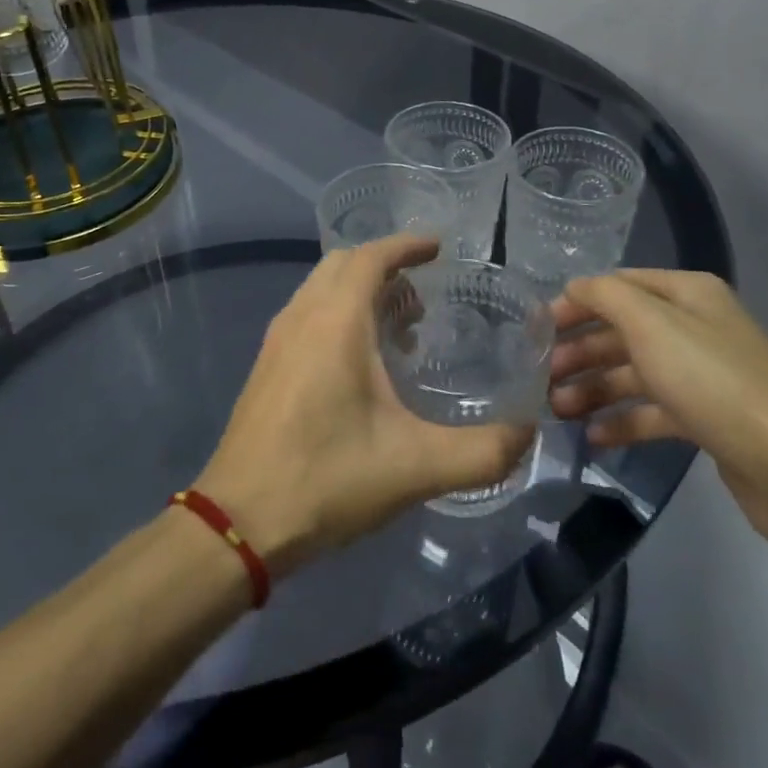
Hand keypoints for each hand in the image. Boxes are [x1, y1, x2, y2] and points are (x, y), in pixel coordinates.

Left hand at [197, 235, 534, 575]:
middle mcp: (301, 317)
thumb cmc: (327, 480)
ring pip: (321, 289)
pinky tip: (361, 366)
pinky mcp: (266, 366)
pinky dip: (338, 313)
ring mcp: (277, 340)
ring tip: (400, 332)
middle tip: (422, 299)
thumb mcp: (416, 468)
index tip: (438, 248)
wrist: (239, 522)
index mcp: (335, 323)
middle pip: (343, 264)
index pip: (371, 257)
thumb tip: (528, 433)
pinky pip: (307, 314)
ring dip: (360, 292)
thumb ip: (483, 452)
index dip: (406, 245)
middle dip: (385, 267)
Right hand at [549, 270, 767, 551]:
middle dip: (580, 352)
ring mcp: (703, 375)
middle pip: (624, 331)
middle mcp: (695, 327)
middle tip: (541, 378)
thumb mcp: (651, 324)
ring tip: (558, 412)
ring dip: (594, 389)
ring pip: (635, 374)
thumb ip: (605, 297)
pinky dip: (623, 420)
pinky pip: (654, 412)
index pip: (618, 287)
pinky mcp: (708, 419)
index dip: (576, 304)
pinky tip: (594, 437)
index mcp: (687, 294)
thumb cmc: (712, 380)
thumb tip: (575, 288)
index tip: (537, 330)